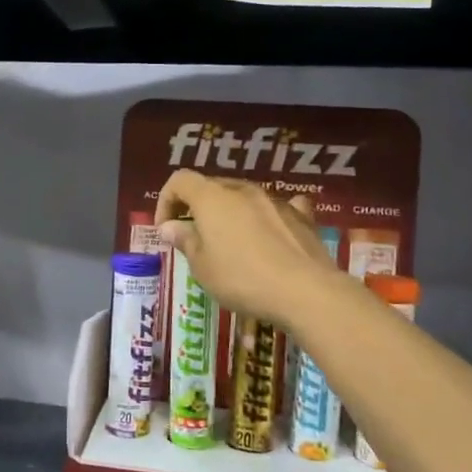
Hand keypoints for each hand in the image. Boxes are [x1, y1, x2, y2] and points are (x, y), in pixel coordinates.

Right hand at [154, 169, 344, 332]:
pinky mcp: (300, 216)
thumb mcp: (202, 266)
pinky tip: (270, 232)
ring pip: (243, 197)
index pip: (180, 180)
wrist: (305, 291)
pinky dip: (265, 216)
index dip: (166, 201)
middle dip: (196, 208)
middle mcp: (243, 190)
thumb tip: (171, 227)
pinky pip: (275, 208)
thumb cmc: (242, 278)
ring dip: (229, 214)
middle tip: (193, 239)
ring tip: (230, 244)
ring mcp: (274, 200)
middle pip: (211, 187)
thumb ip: (185, 241)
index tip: (166, 230)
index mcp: (212, 198)